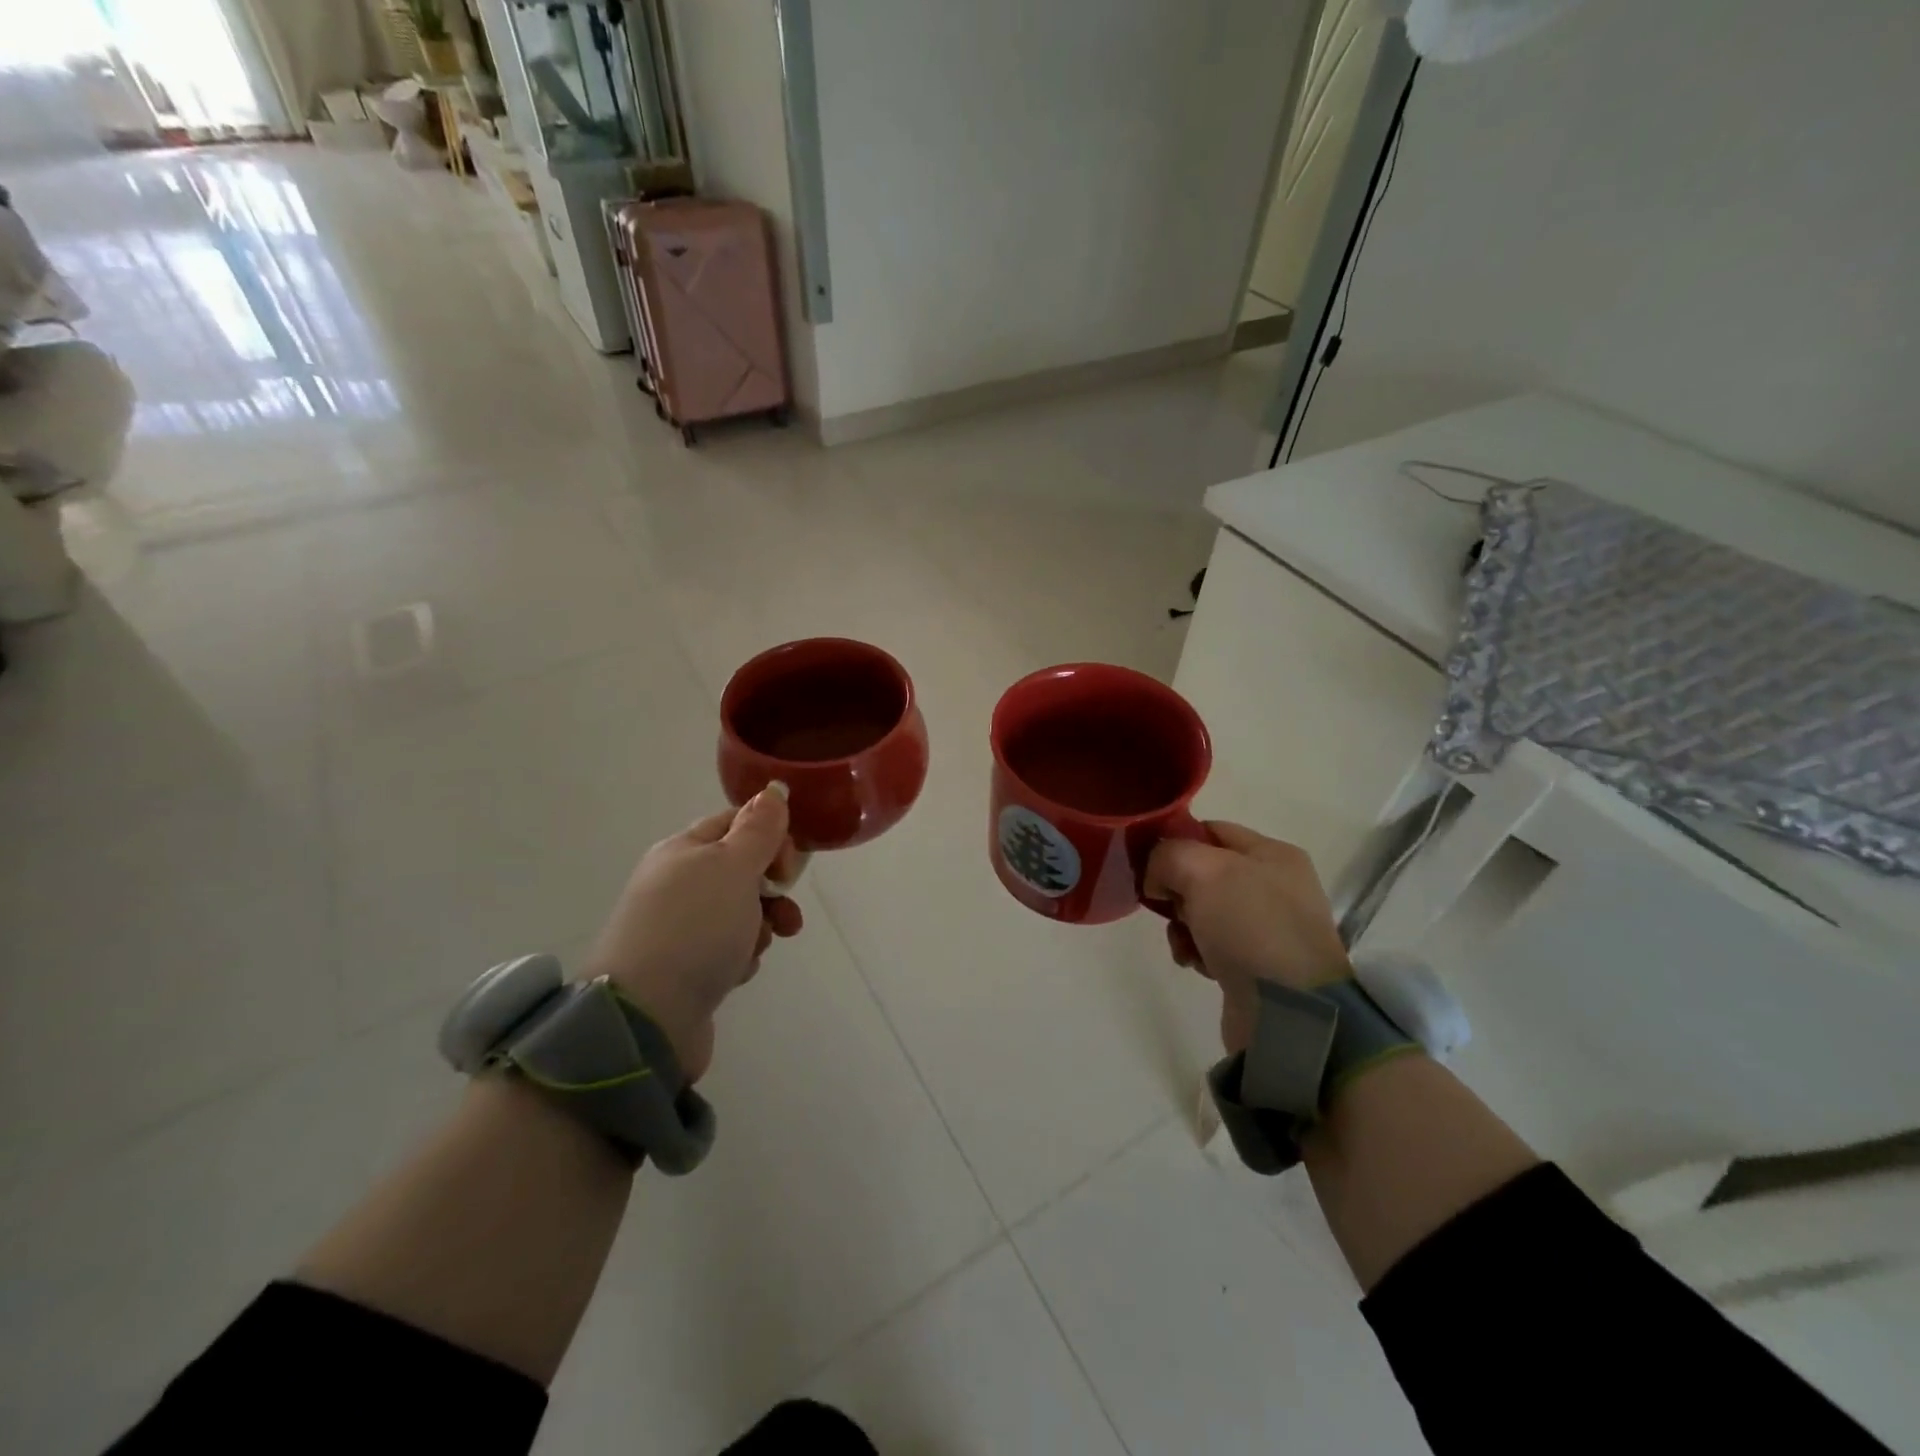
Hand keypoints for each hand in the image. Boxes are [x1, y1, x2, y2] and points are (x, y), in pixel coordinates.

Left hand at [581, 785, 803, 1081]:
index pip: (736, 824)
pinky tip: (735, 972)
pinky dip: (739, 958)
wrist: (645, 1018)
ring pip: (739, 913)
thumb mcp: (732, 866)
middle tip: (784, 911)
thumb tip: (774, 790)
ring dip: (760, 926)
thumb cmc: (695, 929)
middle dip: (772, 890)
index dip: (771, 839)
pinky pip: (726, 950)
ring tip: (758, 947)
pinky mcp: (683, 969)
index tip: (789, 868)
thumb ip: (758, 829)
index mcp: (683, 850)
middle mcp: (676, 884)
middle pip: (741, 871)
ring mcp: (677, 929)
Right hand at [1143, 821, 1351, 1055]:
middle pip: (1203, 872)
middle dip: (1176, 888)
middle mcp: (1274, 886)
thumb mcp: (1203, 871)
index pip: (1210, 830)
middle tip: (1167, 905)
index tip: (1147, 861)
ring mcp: (1266, 927)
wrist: (1290, 1011)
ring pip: (1201, 911)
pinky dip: (1195, 951)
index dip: (1175, 841)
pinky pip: (1211, 945)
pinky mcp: (1256, 964)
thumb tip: (1157, 879)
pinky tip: (1195, 963)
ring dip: (1181, 924)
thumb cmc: (1250, 926)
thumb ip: (1168, 856)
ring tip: (1184, 942)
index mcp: (1272, 854)